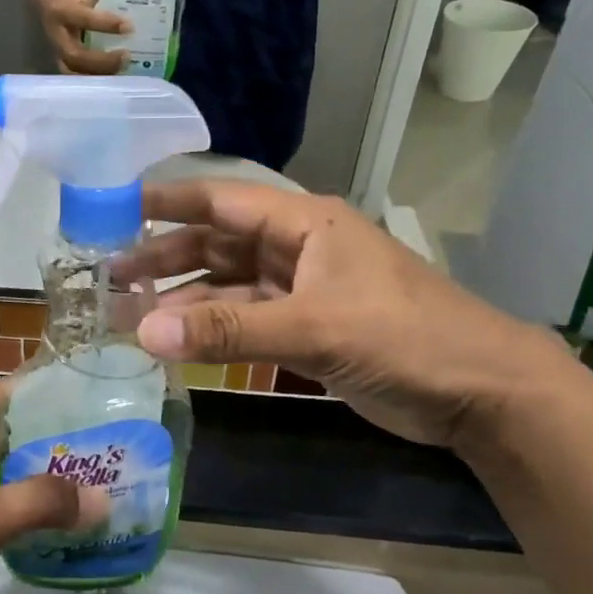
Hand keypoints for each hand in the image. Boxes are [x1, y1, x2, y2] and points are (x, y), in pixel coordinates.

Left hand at [0, 379, 106, 593]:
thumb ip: (40, 503)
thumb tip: (103, 497)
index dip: (36, 390)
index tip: (84, 393)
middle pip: (4, 436)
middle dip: (50, 438)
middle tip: (102, 441)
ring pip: (5, 475)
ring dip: (44, 478)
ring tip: (96, 478)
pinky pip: (1, 510)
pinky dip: (31, 512)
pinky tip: (67, 521)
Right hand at [35, 0, 126, 75]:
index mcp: (63, 8)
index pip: (84, 19)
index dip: (106, 24)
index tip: (129, 27)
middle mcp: (56, 33)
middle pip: (76, 55)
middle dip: (103, 60)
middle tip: (127, 56)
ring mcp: (56, 50)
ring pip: (73, 71)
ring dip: (99, 74)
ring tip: (123, 70)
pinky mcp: (60, 60)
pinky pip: (74, 76)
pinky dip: (93, 80)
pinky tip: (113, 78)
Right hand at [123, 181, 564, 449]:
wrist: (482, 393)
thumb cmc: (404, 338)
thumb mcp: (313, 329)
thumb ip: (227, 332)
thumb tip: (143, 333)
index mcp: (303, 222)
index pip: (220, 200)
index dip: (166, 202)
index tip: (114, 210)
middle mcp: (297, 248)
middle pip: (217, 243)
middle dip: (165, 259)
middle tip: (111, 278)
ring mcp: (302, 290)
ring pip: (227, 287)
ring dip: (183, 300)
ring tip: (130, 316)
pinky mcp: (307, 329)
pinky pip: (245, 321)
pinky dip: (212, 330)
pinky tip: (176, 343)